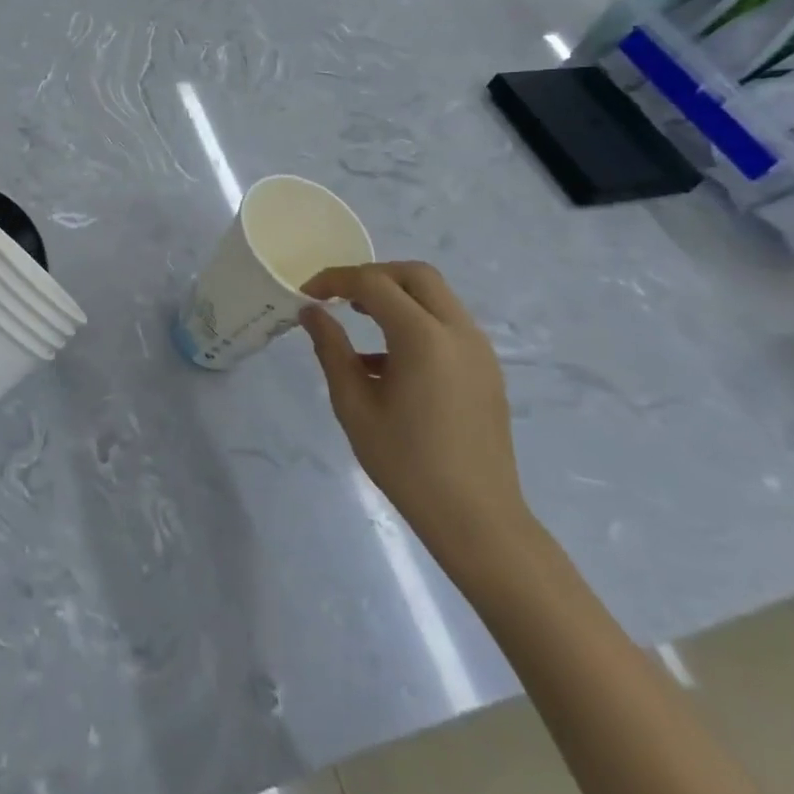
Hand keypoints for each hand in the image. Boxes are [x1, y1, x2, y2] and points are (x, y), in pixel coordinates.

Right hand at [299, 263, 532, 567]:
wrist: (477, 519)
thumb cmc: (407, 463)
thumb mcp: (354, 405)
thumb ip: (331, 350)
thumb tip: (311, 312)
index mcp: (423, 338)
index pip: (374, 284)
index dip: (336, 280)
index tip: (307, 293)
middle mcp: (458, 331)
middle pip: (415, 275)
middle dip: (373, 275)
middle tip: (340, 296)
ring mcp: (479, 349)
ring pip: (436, 296)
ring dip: (396, 296)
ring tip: (359, 319)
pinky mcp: (486, 369)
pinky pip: (448, 324)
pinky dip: (416, 320)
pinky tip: (388, 360)